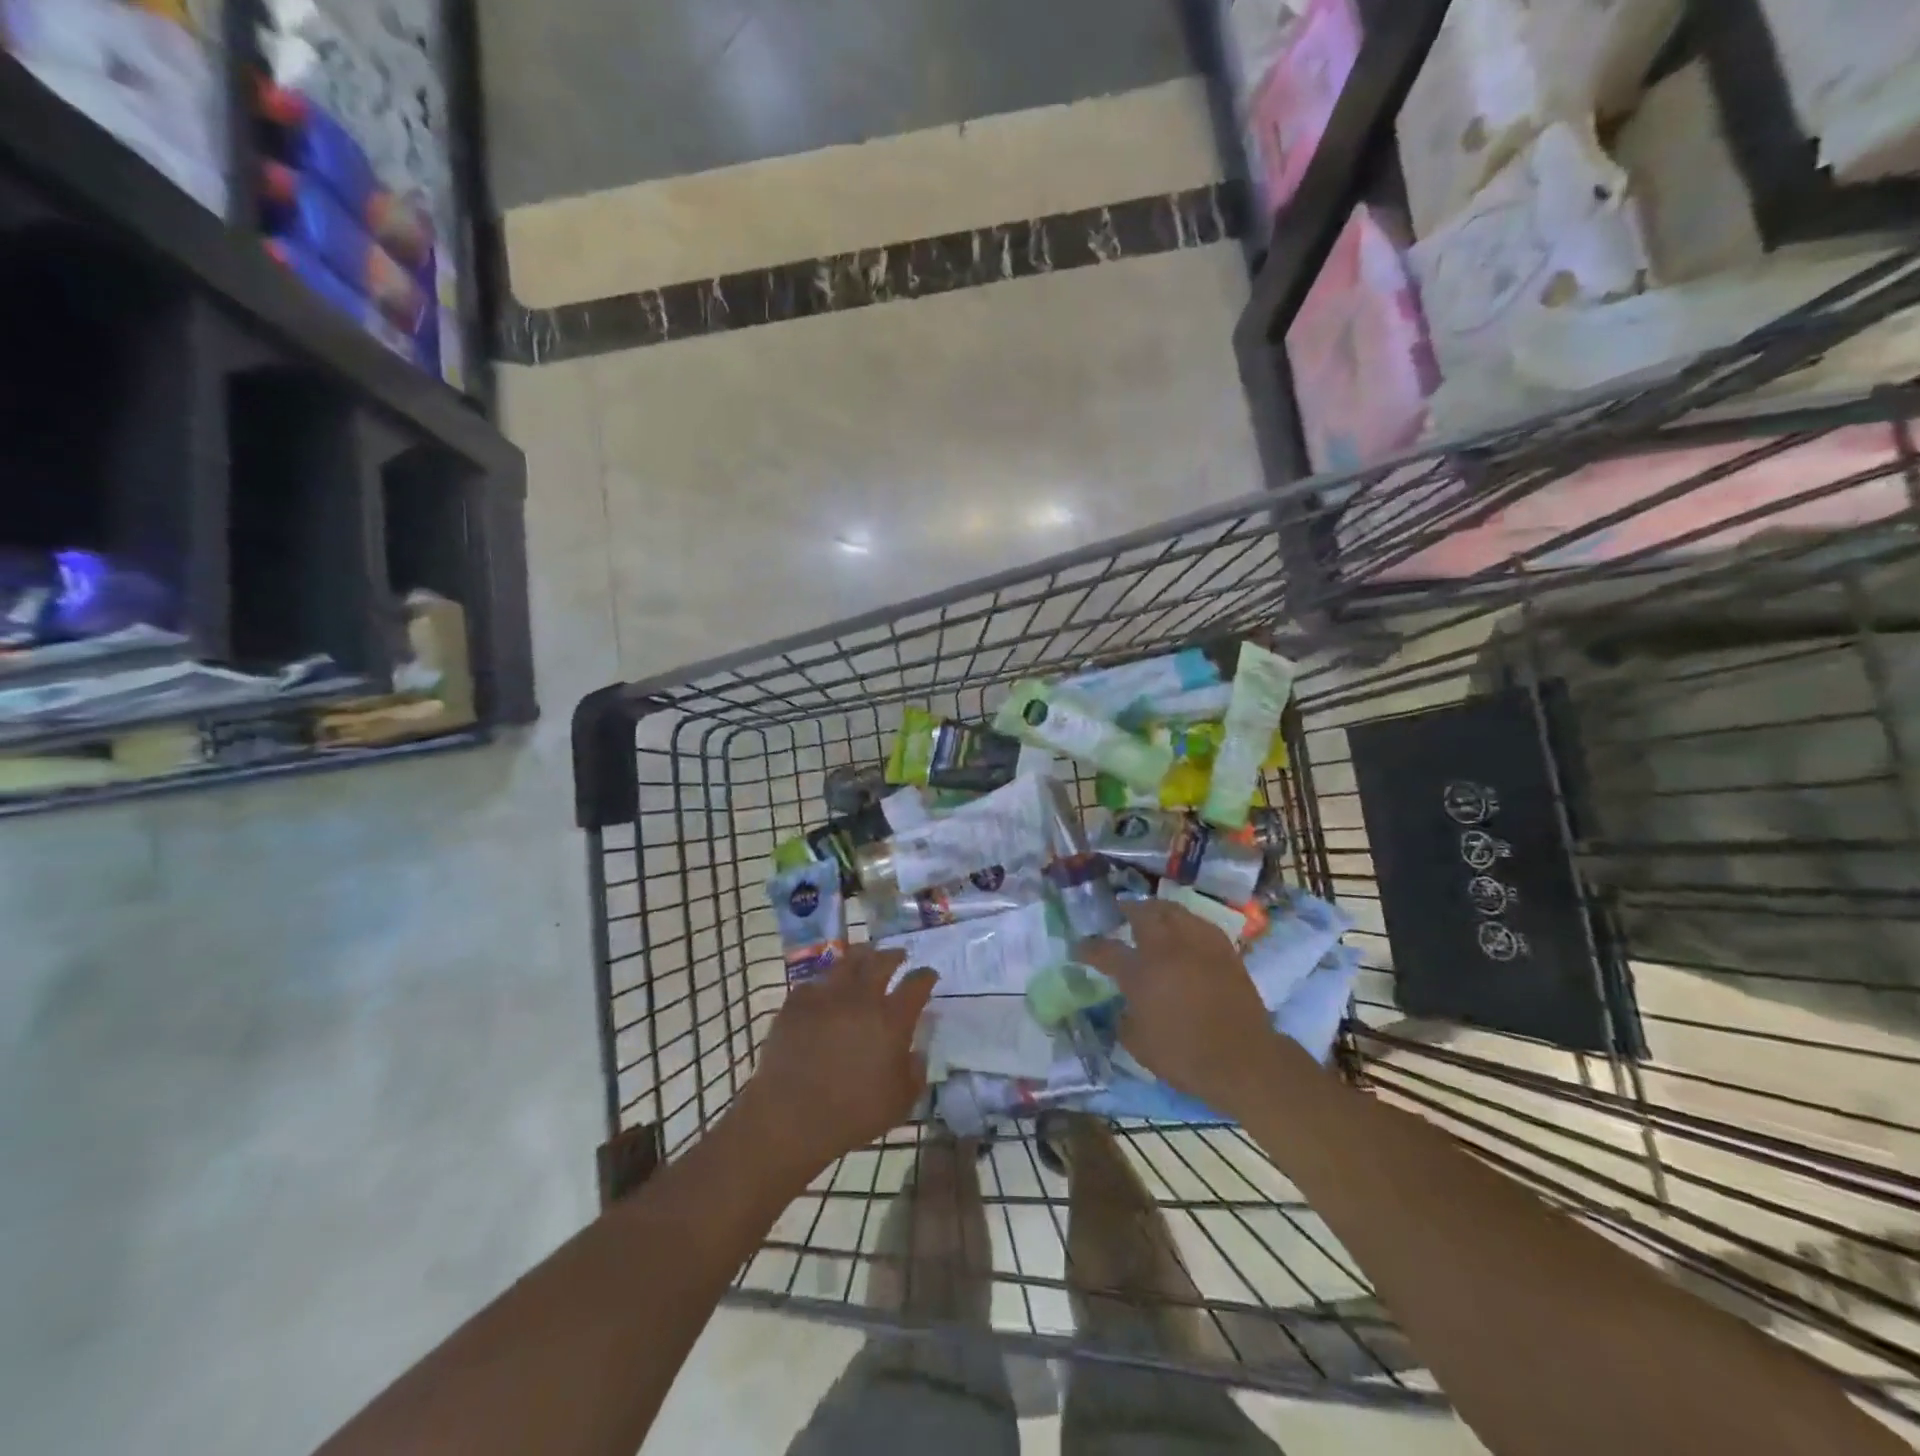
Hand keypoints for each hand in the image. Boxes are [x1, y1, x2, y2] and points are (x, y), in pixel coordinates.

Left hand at [734, 946, 937, 1178]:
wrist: (791, 1117)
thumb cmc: (853, 1114)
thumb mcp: (901, 1102)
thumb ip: (915, 1072)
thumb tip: (916, 1052)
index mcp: (892, 1019)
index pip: (916, 984)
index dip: (925, 976)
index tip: (928, 975)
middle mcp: (862, 998)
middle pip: (882, 962)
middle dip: (894, 956)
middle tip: (898, 956)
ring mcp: (827, 995)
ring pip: (847, 962)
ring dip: (861, 957)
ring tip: (864, 958)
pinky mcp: (797, 1002)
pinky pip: (815, 982)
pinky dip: (825, 983)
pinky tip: (825, 989)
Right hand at [1076, 900, 1282, 1114]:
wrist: (1244, 1061)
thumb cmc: (1185, 1056)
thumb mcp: (1139, 1046)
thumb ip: (1125, 1020)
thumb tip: (1125, 1008)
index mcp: (1140, 972)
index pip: (1105, 951)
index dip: (1088, 949)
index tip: (1079, 949)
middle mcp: (1166, 949)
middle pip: (1143, 914)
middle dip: (1127, 910)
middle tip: (1120, 911)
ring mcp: (1197, 945)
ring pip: (1173, 911)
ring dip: (1157, 910)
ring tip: (1152, 914)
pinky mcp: (1224, 950)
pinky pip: (1199, 923)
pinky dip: (1185, 922)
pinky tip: (1184, 930)